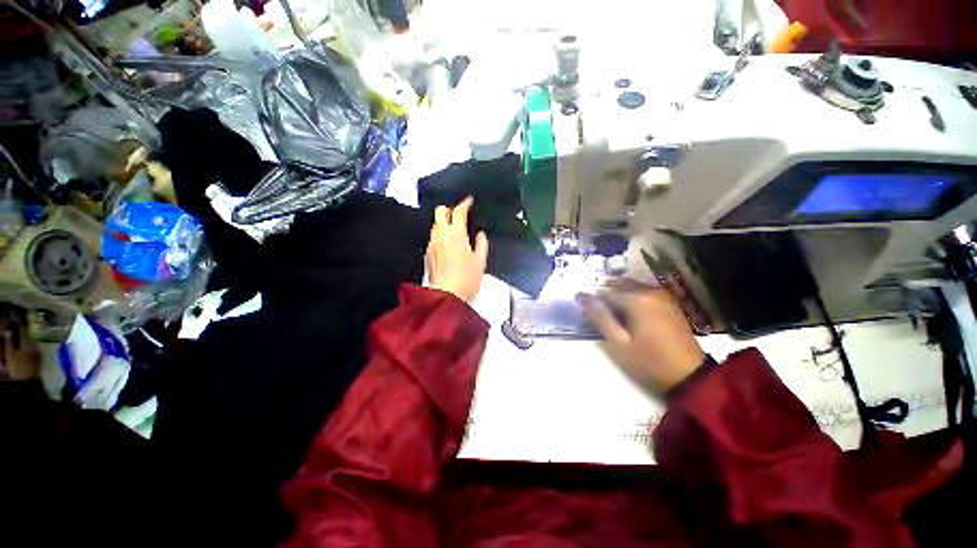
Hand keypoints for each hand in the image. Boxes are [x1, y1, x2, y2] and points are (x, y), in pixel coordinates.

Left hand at [427, 197, 488, 302]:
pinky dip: (441, 235)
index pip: (458, 211)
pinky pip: (433, 237)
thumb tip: (480, 234)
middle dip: (450, 209)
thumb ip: (481, 243)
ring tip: (456, 230)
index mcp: (456, 234)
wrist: (447, 296)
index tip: (469, 201)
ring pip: (436, 224)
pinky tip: (449, 244)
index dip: (465, 203)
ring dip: (444, 222)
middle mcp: (441, 235)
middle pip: (440, 211)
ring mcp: (432, 244)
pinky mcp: (428, 253)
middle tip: (460, 214)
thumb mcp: (480, 261)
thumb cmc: (466, 279)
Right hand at [578, 280, 704, 392]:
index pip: (606, 290)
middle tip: (598, 310)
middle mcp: (651, 291)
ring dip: (619, 293)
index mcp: (637, 299)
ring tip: (612, 312)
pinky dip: (633, 296)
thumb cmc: (649, 360)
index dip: (594, 298)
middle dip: (606, 292)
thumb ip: (600, 317)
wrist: (689, 376)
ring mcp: (663, 296)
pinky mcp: (670, 303)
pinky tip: (630, 312)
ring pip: (633, 286)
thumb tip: (582, 296)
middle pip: (621, 283)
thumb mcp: (619, 342)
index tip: (586, 310)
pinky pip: (645, 292)